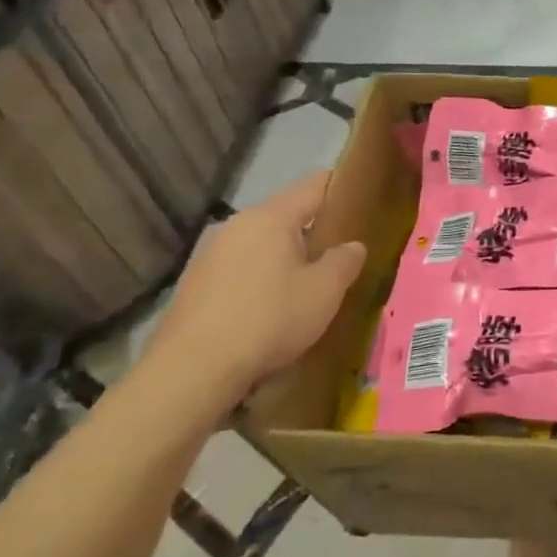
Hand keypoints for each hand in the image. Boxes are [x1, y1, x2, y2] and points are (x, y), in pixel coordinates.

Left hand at [139, 173, 365, 410]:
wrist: (192, 371)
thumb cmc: (269, 319)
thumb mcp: (324, 292)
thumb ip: (345, 261)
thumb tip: (353, 246)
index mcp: (271, 216)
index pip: (315, 184)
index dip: (343, 188)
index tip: (364, 203)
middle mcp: (237, 225)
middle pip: (287, 215)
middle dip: (315, 231)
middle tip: (342, 256)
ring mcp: (211, 255)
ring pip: (262, 244)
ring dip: (287, 259)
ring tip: (309, 287)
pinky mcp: (195, 285)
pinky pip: (241, 270)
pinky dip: (261, 281)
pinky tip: (272, 311)